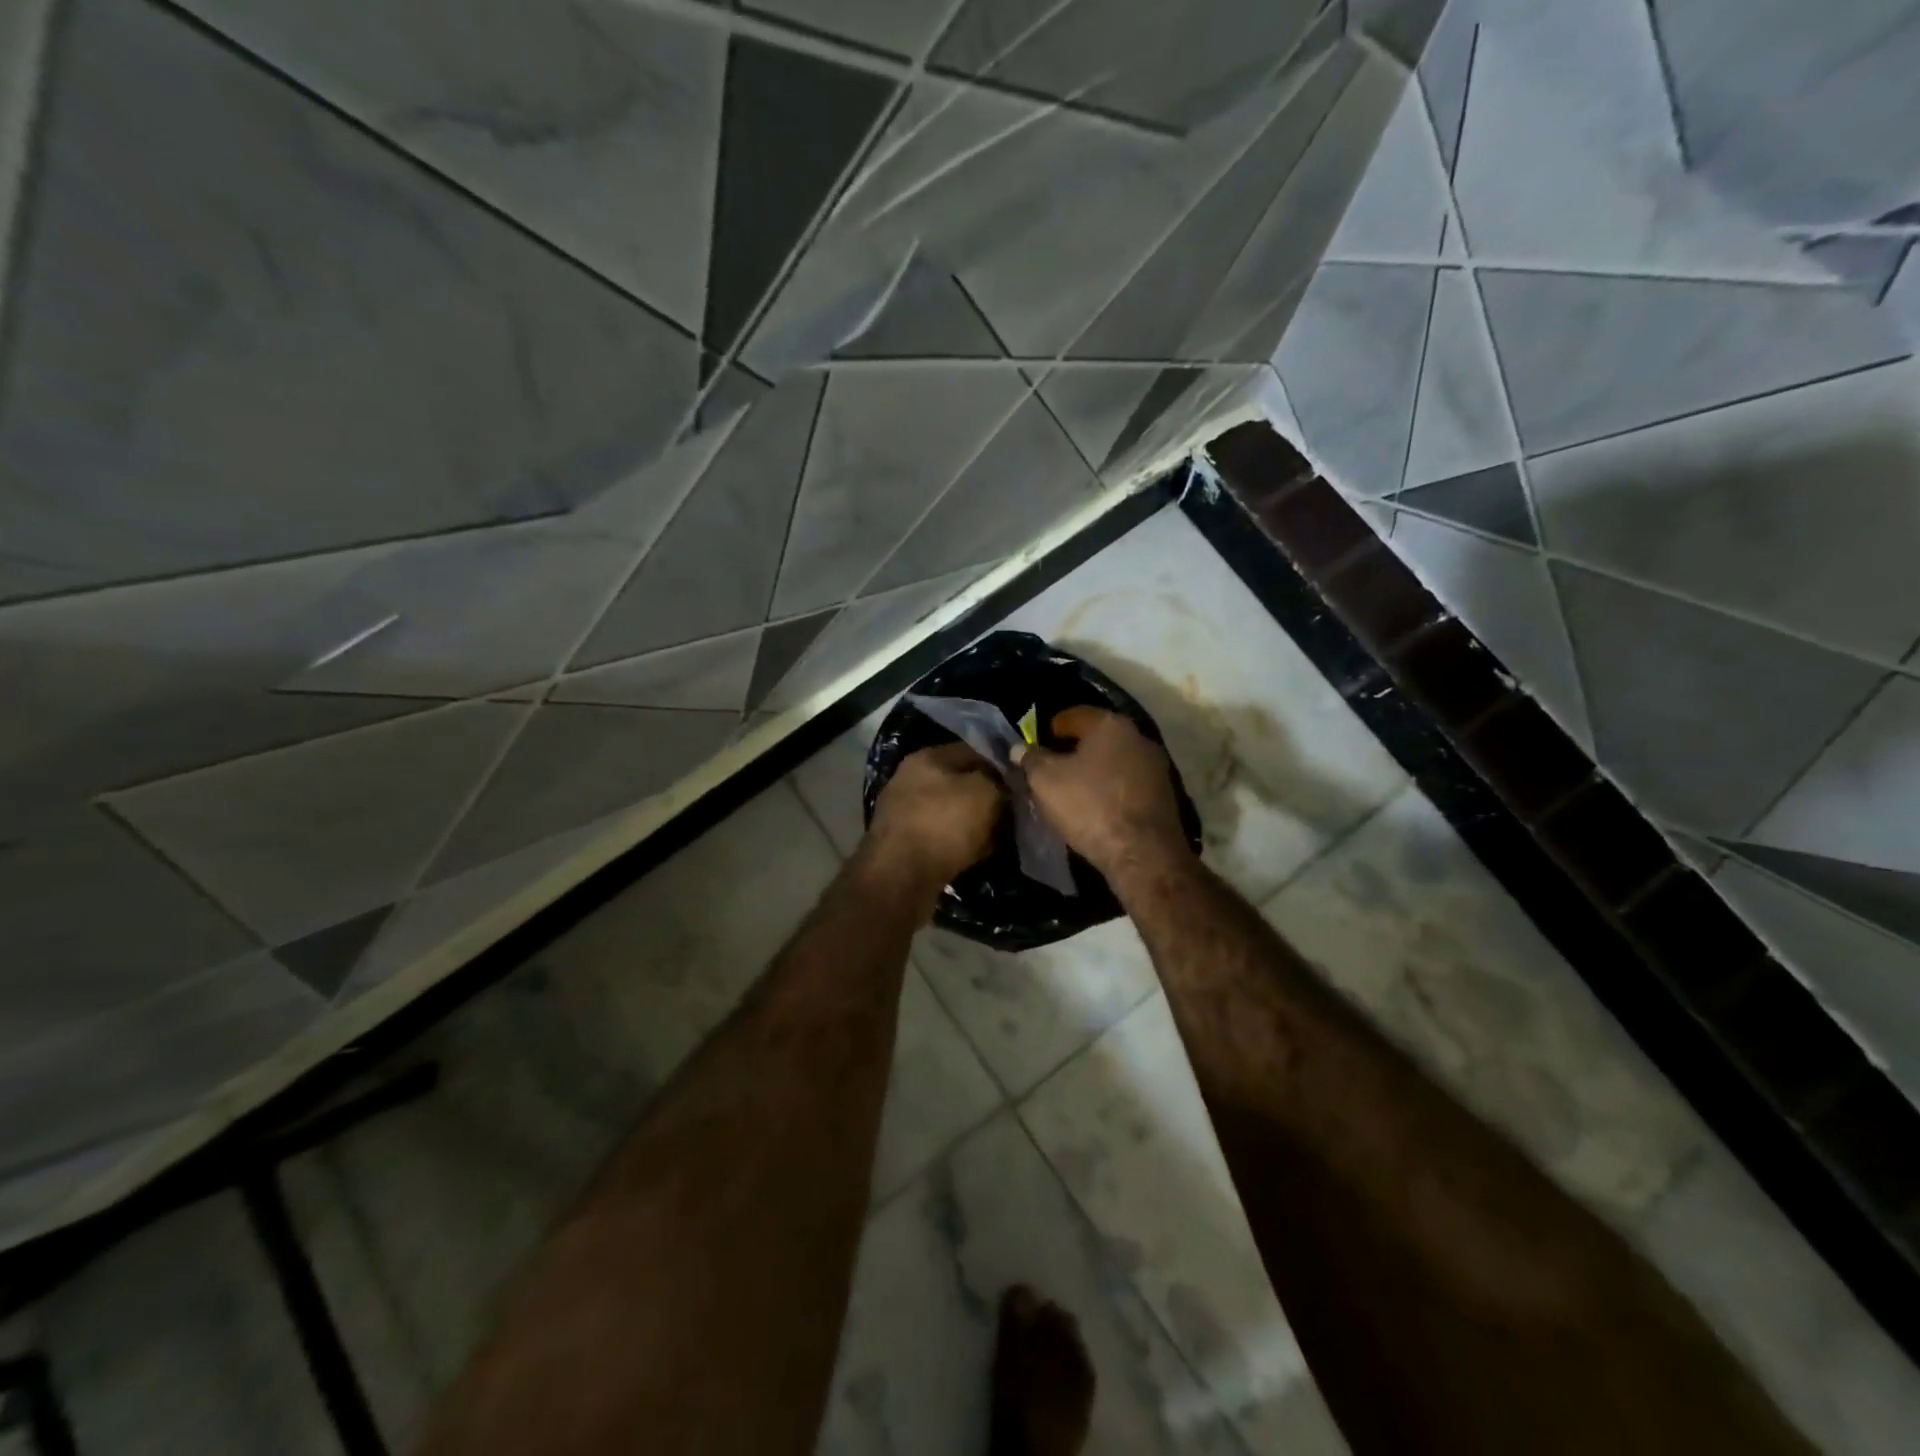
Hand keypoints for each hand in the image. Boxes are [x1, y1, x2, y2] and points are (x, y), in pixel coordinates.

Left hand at [866, 742, 1004, 893]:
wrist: (900, 878)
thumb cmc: (944, 825)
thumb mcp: (986, 793)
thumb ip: (999, 783)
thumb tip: (1004, 789)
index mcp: (928, 757)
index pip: (974, 751)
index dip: (1001, 767)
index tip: (1022, 785)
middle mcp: (910, 779)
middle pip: (961, 783)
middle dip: (988, 798)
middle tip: (1013, 814)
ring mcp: (904, 813)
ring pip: (952, 813)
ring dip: (975, 825)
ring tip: (999, 838)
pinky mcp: (903, 844)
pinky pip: (942, 838)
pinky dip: (960, 846)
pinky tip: (977, 856)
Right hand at [1014, 707, 1189, 879]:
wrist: (1143, 853)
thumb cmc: (1090, 806)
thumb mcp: (1046, 781)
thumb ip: (1031, 759)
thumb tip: (1019, 748)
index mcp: (1110, 725)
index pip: (1076, 715)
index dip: (1053, 727)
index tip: (1039, 742)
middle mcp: (1139, 738)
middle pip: (1099, 737)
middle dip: (1075, 750)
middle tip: (1053, 767)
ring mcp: (1157, 767)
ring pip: (1116, 761)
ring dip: (1096, 771)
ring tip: (1074, 790)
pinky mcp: (1165, 796)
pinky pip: (1129, 784)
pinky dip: (1112, 790)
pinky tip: (1098, 807)